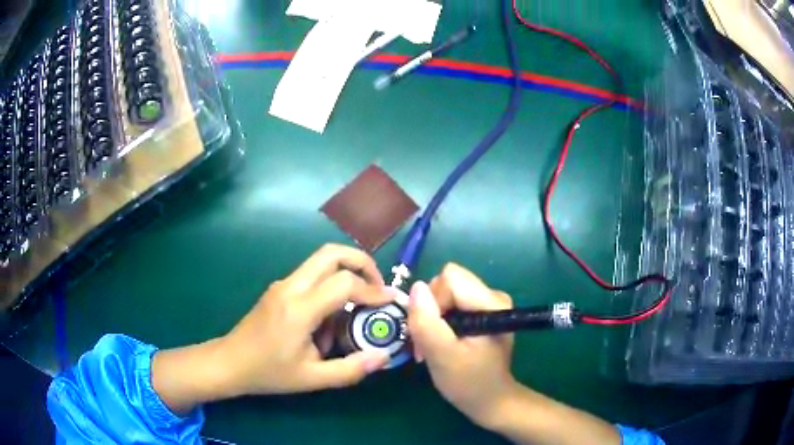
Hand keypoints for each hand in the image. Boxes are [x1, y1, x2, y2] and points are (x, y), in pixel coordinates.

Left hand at [152, 244, 392, 412]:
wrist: (229, 362)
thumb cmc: (268, 373)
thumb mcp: (312, 379)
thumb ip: (351, 369)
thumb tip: (383, 357)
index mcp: (299, 309)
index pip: (343, 282)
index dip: (372, 289)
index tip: (389, 302)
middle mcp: (290, 287)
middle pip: (331, 253)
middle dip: (362, 262)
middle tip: (377, 286)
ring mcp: (282, 284)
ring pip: (321, 261)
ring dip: (345, 275)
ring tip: (355, 309)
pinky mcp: (279, 289)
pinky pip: (311, 277)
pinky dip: (329, 288)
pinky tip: (329, 322)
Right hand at [408, 263, 516, 427]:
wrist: (491, 401)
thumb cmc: (469, 383)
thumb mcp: (442, 356)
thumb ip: (427, 322)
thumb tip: (416, 287)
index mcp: (491, 302)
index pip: (449, 278)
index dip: (433, 301)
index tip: (431, 333)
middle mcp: (493, 296)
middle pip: (447, 283)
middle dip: (431, 311)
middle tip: (428, 343)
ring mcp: (488, 303)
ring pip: (446, 293)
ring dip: (433, 319)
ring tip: (433, 347)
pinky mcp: (482, 312)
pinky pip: (451, 304)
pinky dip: (441, 322)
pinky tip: (442, 343)